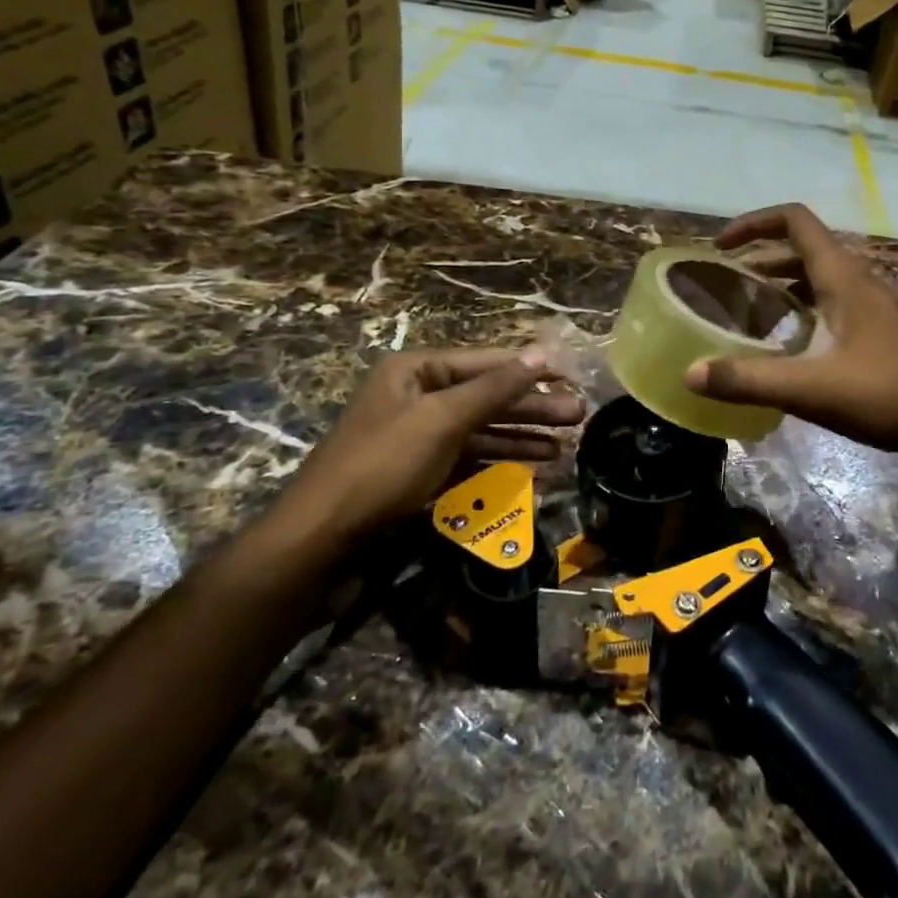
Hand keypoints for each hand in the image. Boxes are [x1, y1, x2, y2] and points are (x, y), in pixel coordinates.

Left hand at [274, 347, 582, 553]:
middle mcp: (417, 397)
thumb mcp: (442, 420)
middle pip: (487, 397)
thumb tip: (543, 354)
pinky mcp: (418, 475)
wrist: (318, 544)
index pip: (487, 361)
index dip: (531, 369)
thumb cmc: (381, 467)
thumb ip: (495, 388)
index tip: (573, 376)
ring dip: (521, 438)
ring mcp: (417, 438)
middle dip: (532, 407)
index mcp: (416, 371)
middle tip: (579, 416)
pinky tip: (532, 473)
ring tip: (564, 448)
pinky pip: (468, 461)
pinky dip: (498, 465)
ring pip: (481, 431)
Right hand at [683, 204, 897, 462]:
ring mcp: (877, 305)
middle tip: (728, 285)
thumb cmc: (889, 393)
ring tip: (752, 311)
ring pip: (821, 278)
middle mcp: (860, 280)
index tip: (721, 246)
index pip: (795, 220)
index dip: (754, 222)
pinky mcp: (885, 330)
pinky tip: (794, 346)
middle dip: (762, 258)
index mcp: (842, 276)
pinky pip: (836, 303)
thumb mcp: (812, 388)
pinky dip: (806, 309)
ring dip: (785, 284)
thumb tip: (691, 373)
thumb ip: (749, 380)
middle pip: (804, 248)